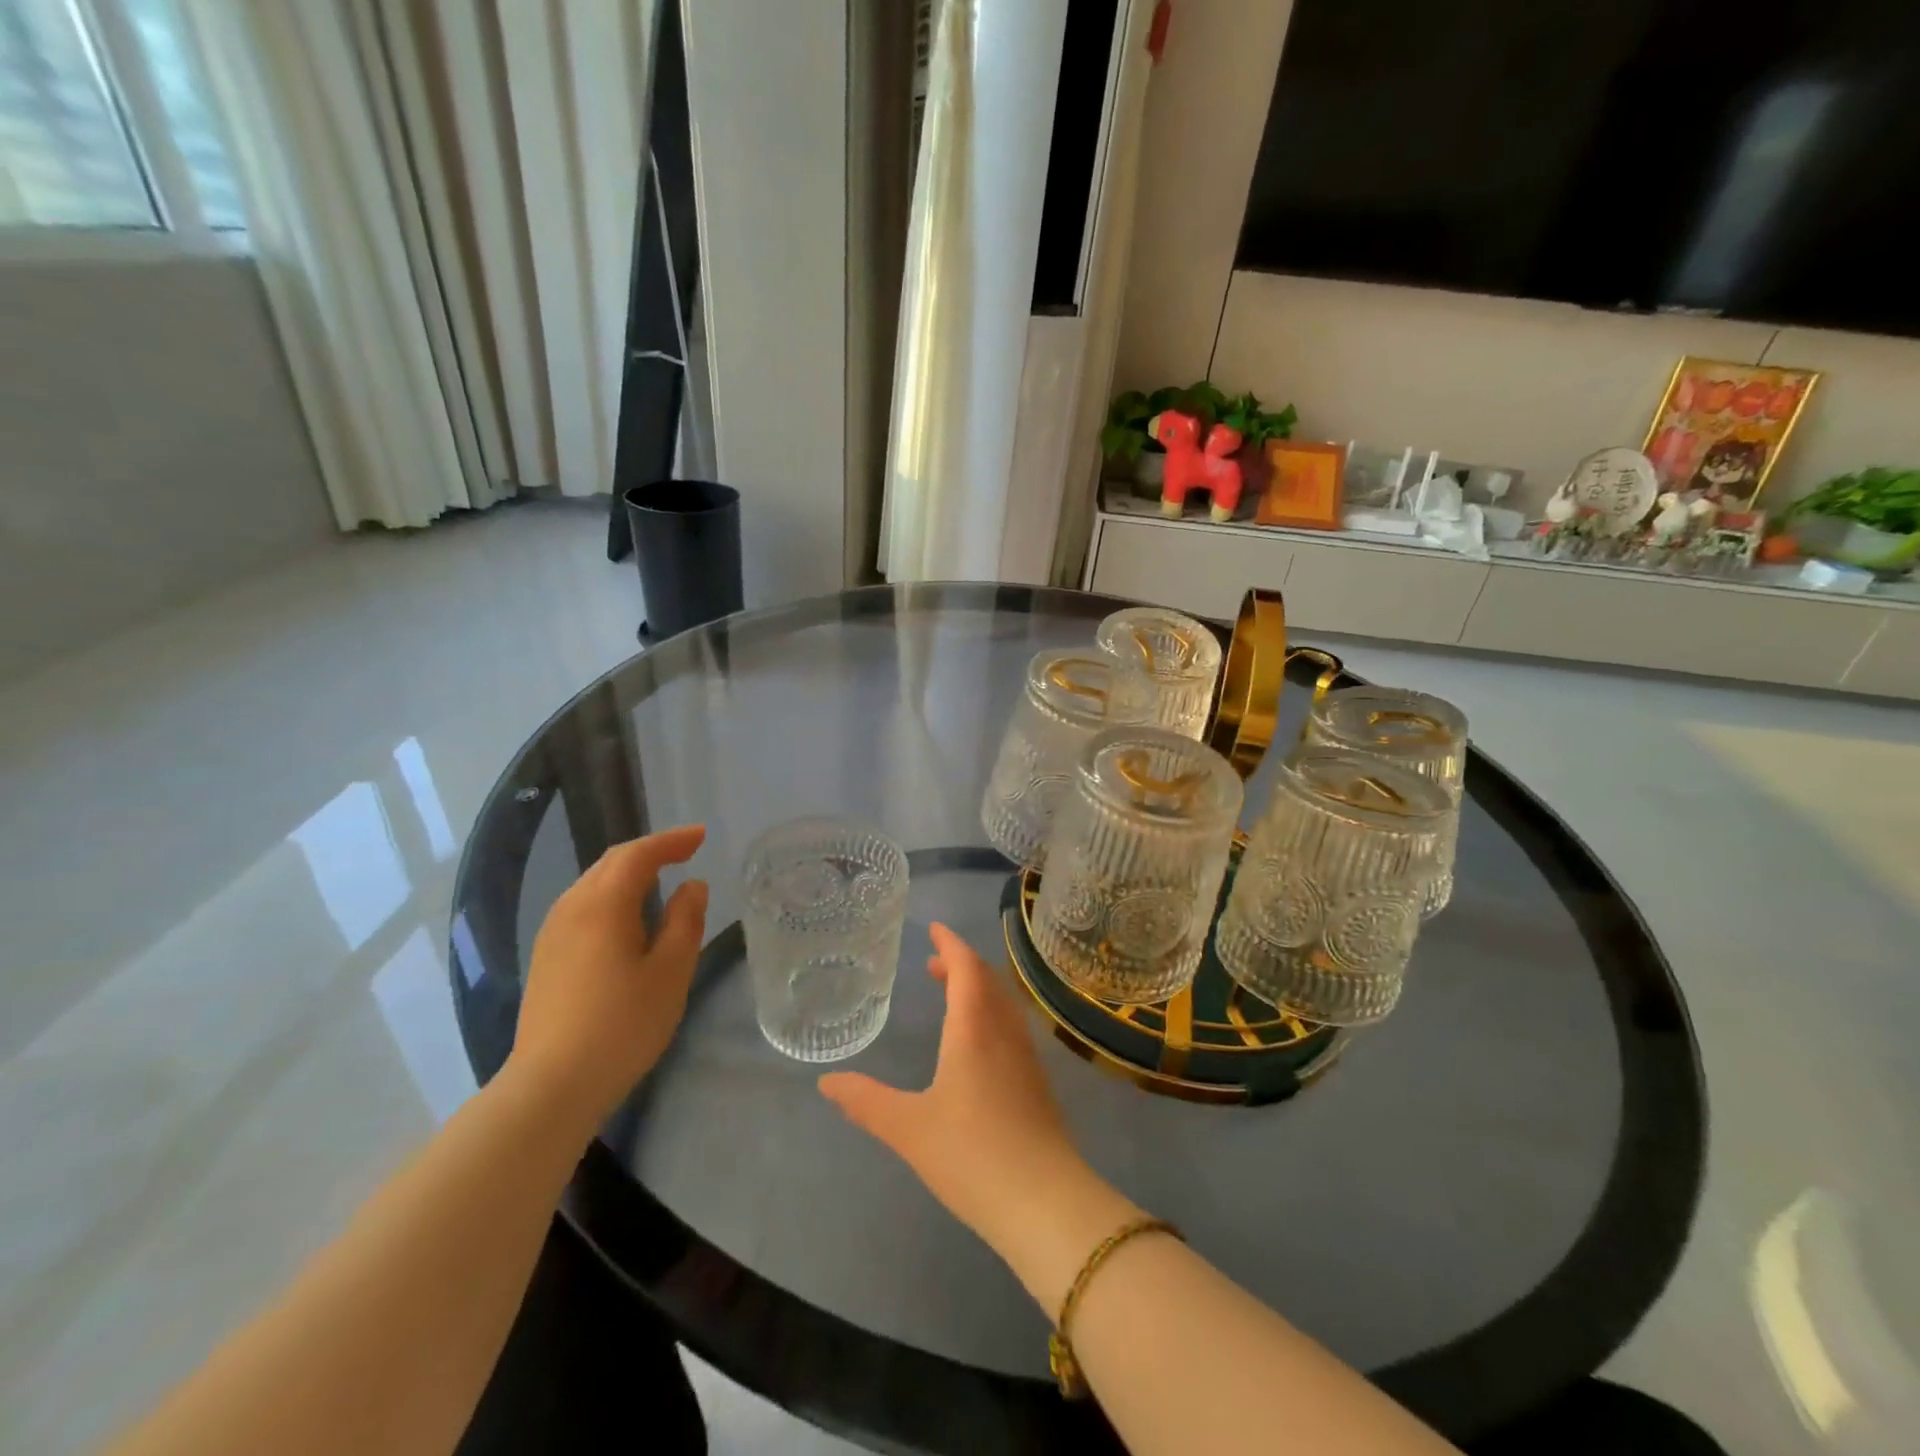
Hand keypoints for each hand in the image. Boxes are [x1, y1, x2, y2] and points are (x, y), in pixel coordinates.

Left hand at [508, 825, 709, 1127]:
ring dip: (628, 873)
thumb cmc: (622, 1025)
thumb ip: (685, 921)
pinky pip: (582, 906)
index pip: (638, 854)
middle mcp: (571, 908)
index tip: (701, 836)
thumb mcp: (671, 971)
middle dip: (649, 851)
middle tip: (685, 851)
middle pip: (610, 863)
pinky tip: (626, 917)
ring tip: (660, 879)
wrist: (552, 1085)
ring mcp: (552, 933)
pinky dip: (611, 895)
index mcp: (603, 905)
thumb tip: (692, 886)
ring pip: (592, 884)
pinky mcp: (545, 958)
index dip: (671, 841)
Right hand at [818, 923, 1102, 1259]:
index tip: (935, 929)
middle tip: (934, 964)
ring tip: (952, 995)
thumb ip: (866, 1102)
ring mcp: (1026, 1056)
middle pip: (987, 980)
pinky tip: (979, 1043)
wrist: (1044, 1202)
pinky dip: (991, 1012)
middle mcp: (1004, 1031)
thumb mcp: (909, 1128)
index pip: (966, 968)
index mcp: (974, 1029)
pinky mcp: (1037, 1082)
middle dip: (961, 964)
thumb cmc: (972, 1155)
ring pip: (1003, 1003)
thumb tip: (827, 1082)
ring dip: (978, 988)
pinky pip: (1012, 1025)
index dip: (951, 944)